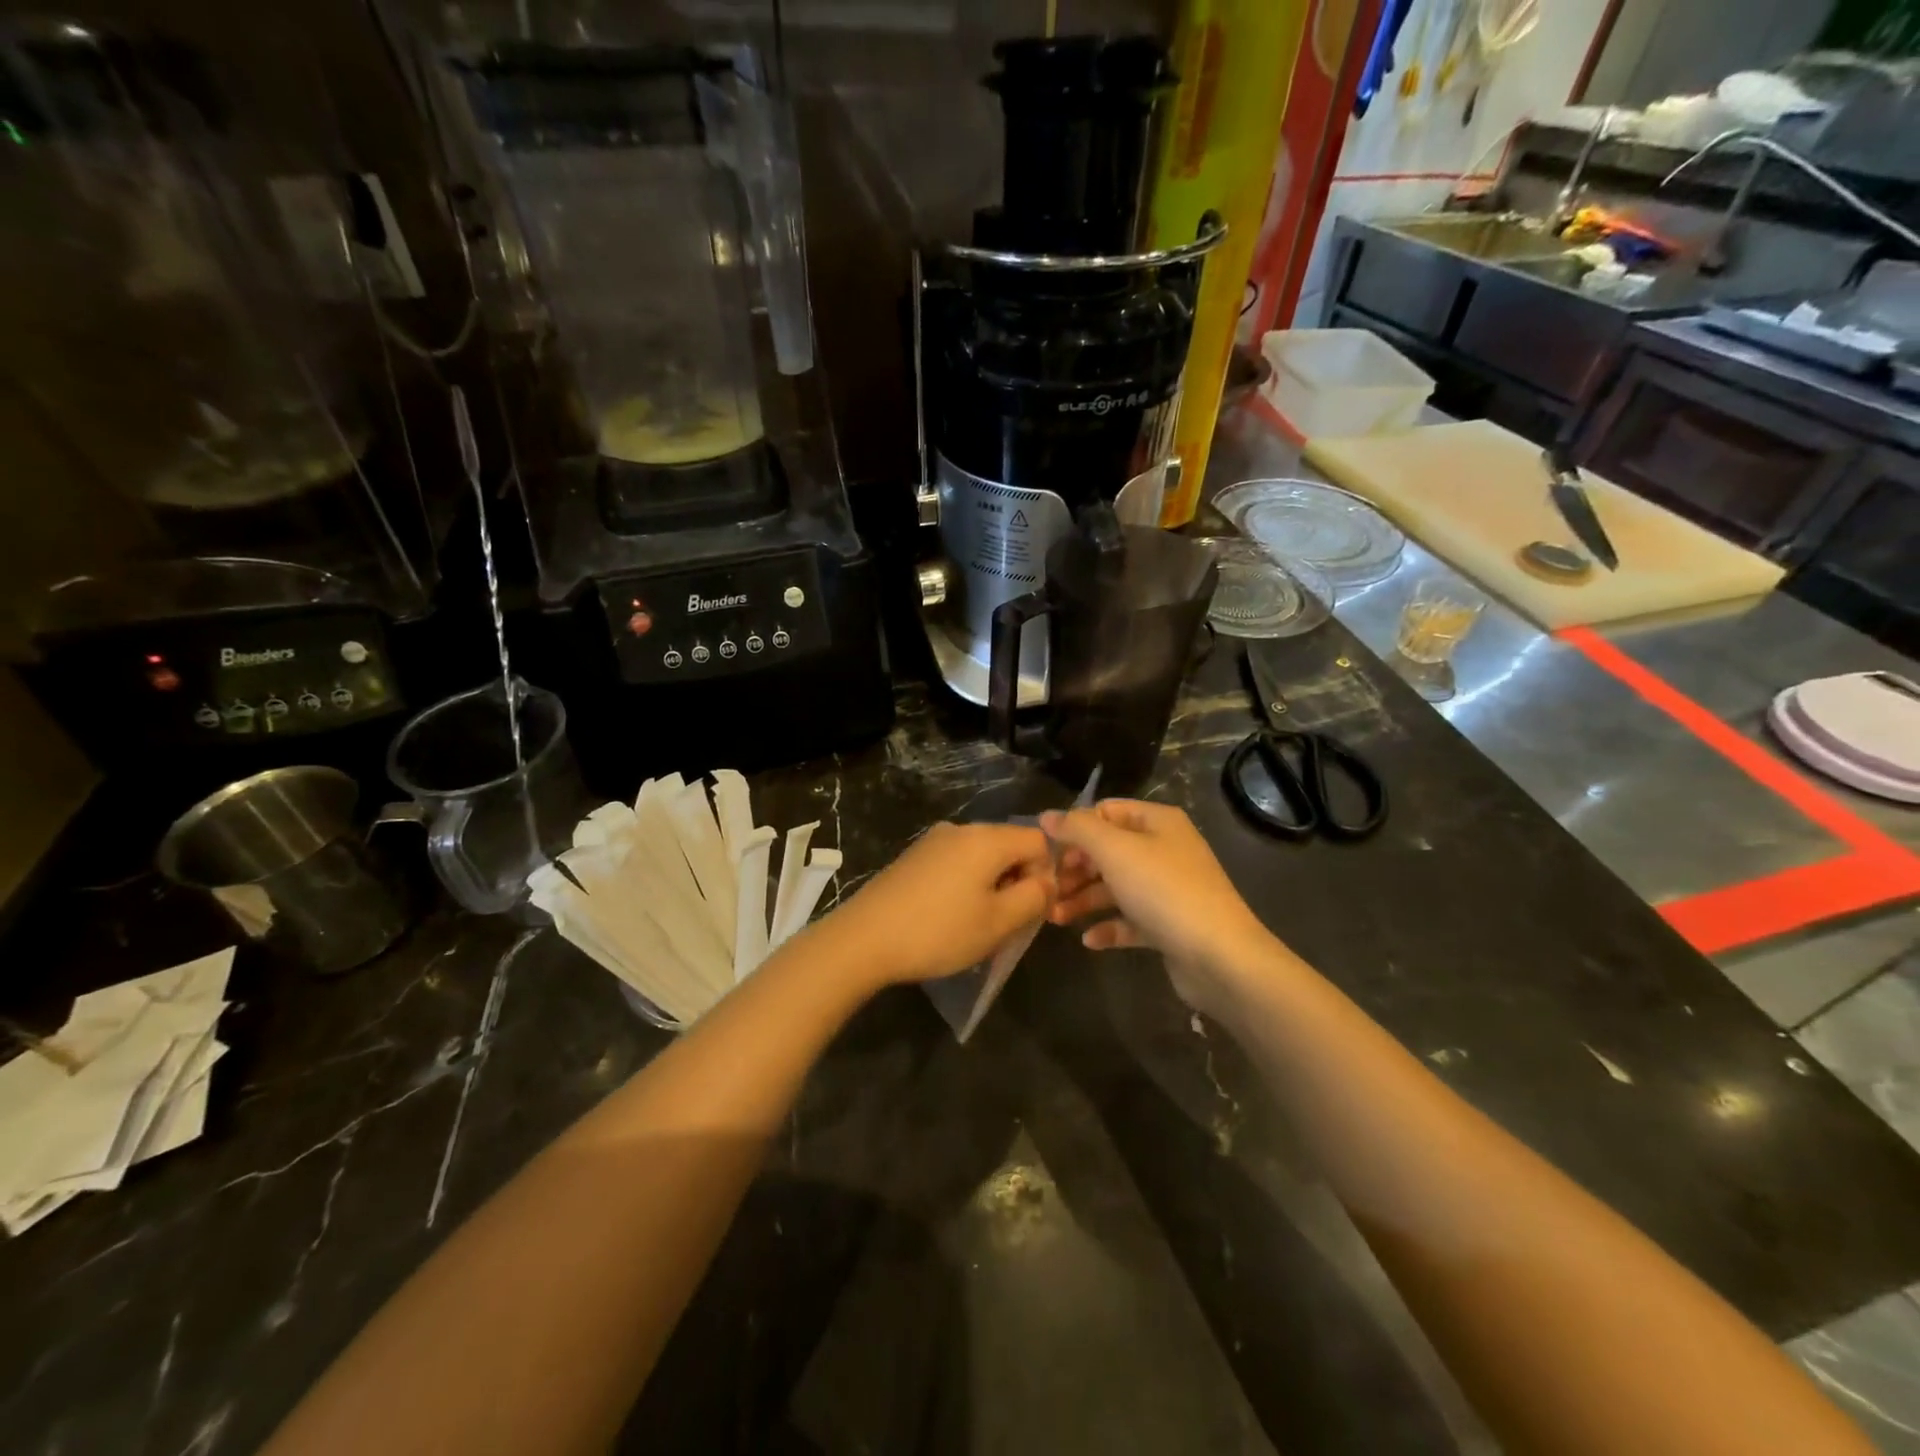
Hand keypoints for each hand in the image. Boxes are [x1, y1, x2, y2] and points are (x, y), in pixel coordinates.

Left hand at [814, 822, 1056, 988]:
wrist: (864, 938)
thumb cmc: (939, 931)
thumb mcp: (999, 922)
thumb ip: (1034, 897)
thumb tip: (1046, 881)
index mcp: (986, 838)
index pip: (1038, 840)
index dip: (1045, 874)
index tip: (1031, 910)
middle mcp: (961, 829)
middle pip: (1008, 846)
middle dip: (1017, 881)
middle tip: (1006, 923)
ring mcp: (933, 841)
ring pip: (981, 857)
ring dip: (991, 886)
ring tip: (977, 925)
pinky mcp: (913, 857)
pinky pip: (956, 863)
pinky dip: (965, 885)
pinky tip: (949, 917)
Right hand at [1041, 800, 1278, 1014]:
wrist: (1219, 957)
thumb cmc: (1164, 891)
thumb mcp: (1115, 850)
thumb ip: (1077, 829)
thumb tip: (1047, 816)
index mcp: (1157, 822)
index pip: (1106, 811)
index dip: (1075, 828)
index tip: (1047, 851)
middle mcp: (1165, 850)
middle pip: (1108, 851)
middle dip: (1074, 868)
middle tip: (1046, 887)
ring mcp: (1168, 889)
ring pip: (1115, 887)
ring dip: (1083, 899)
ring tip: (1054, 917)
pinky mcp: (1168, 926)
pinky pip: (1130, 920)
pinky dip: (1108, 926)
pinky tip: (1089, 940)